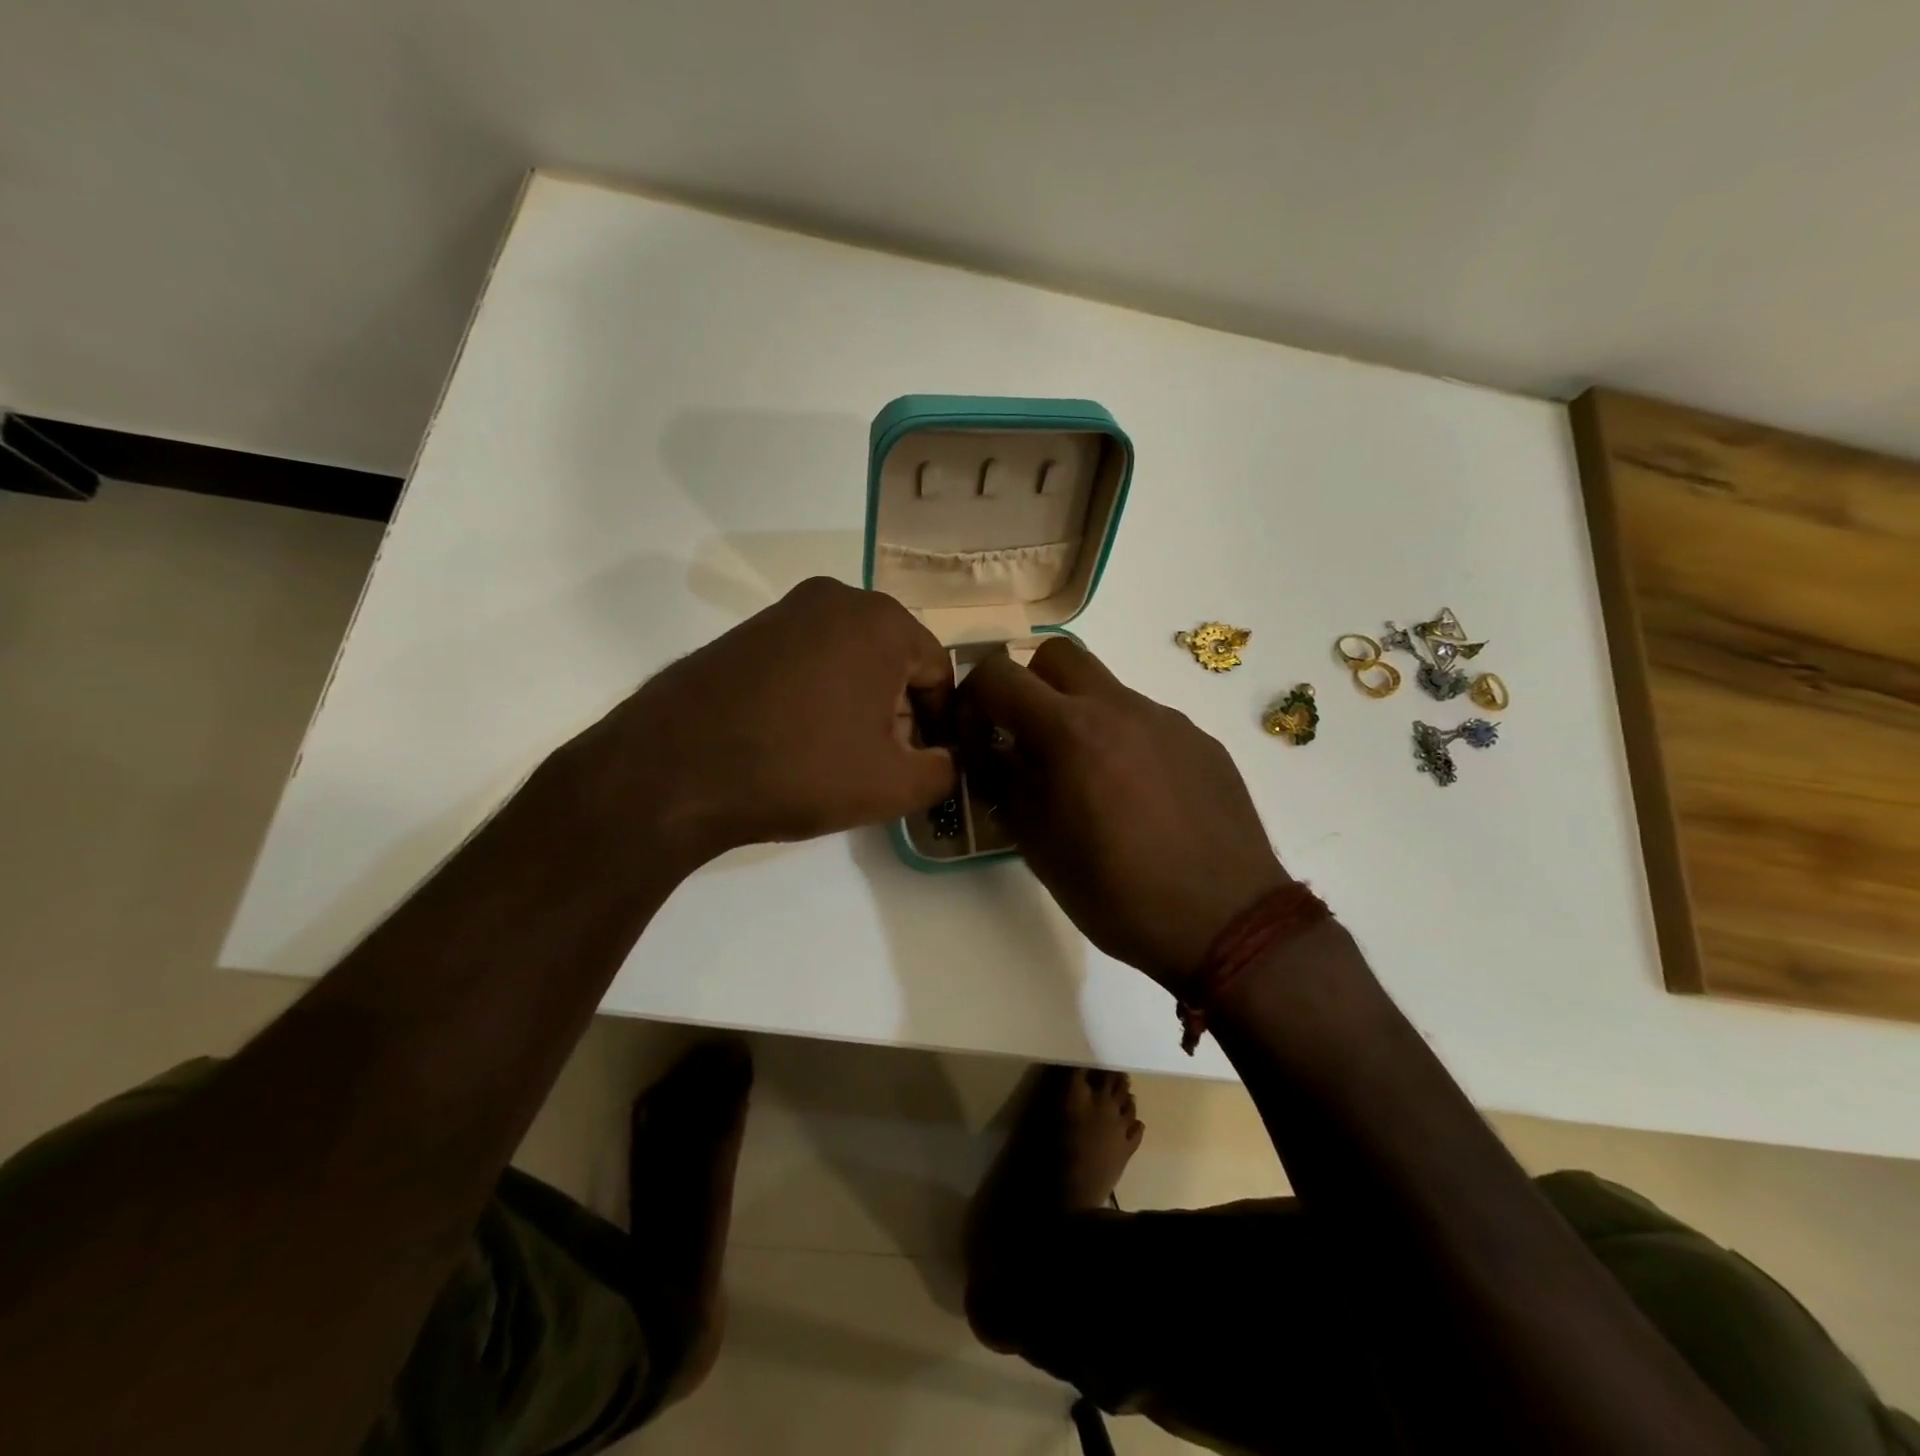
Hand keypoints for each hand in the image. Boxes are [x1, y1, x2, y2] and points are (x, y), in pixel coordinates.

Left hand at [574, 578, 955, 860]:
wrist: (674, 769)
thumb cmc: (801, 768)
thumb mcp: (894, 786)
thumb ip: (944, 772)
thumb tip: (946, 760)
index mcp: (883, 620)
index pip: (938, 673)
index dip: (938, 725)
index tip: (921, 765)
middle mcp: (836, 598)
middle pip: (893, 663)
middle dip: (896, 714)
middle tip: (877, 765)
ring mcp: (784, 611)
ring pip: (849, 661)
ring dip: (856, 706)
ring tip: (833, 757)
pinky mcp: (744, 632)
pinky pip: (805, 661)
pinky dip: (814, 697)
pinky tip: (792, 740)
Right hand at [957, 638, 1286, 990]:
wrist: (1227, 922)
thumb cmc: (1118, 894)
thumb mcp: (1040, 848)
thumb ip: (1007, 784)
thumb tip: (996, 751)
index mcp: (1072, 732)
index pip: (1001, 675)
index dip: (975, 696)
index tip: (978, 732)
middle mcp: (1121, 708)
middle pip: (1058, 656)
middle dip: (1031, 685)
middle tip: (1031, 739)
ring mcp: (1168, 721)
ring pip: (1107, 690)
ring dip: (1082, 716)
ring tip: (1092, 781)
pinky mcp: (1202, 741)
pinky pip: (1148, 722)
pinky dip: (1126, 741)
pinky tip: (1141, 797)